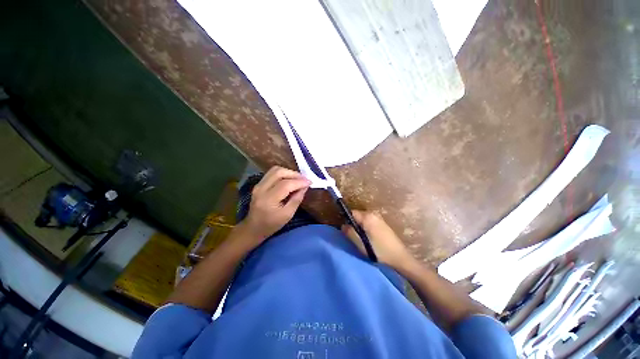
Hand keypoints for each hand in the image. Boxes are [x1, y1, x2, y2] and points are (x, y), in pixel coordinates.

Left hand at [241, 166, 310, 241]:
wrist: (253, 228)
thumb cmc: (272, 224)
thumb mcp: (288, 215)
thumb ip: (297, 199)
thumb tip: (305, 186)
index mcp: (268, 199)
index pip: (286, 184)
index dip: (299, 182)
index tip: (309, 182)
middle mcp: (261, 188)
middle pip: (279, 172)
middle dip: (294, 174)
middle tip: (304, 179)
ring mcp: (258, 185)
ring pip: (275, 170)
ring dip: (289, 172)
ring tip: (298, 179)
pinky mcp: (259, 184)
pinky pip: (272, 173)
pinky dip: (283, 174)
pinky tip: (290, 180)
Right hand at [341, 210, 412, 268]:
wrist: (400, 257)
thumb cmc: (379, 251)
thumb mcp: (361, 244)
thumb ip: (350, 233)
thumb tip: (342, 225)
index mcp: (367, 217)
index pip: (351, 212)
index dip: (346, 220)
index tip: (346, 230)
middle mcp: (373, 213)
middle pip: (357, 215)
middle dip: (353, 224)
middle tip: (354, 236)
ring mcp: (379, 217)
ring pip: (363, 219)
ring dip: (360, 226)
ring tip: (362, 238)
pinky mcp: (382, 222)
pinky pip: (369, 221)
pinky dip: (366, 227)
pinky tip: (369, 238)